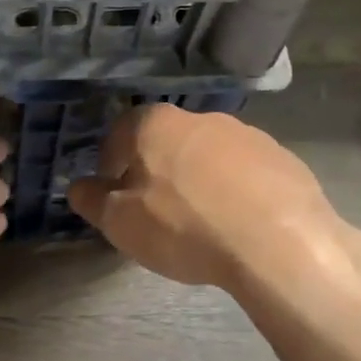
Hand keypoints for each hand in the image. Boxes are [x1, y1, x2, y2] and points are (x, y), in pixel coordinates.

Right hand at [67, 105, 352, 291]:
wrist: (279, 243)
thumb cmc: (185, 227)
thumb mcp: (120, 222)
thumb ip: (92, 200)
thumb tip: (78, 187)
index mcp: (155, 123)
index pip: (119, 134)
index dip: (111, 167)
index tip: (117, 197)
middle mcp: (199, 117)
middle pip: (165, 142)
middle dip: (156, 172)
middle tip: (158, 213)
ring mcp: (246, 134)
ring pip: (207, 156)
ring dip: (199, 181)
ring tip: (204, 224)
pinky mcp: (282, 157)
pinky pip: (246, 173)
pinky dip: (237, 192)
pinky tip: (240, 225)